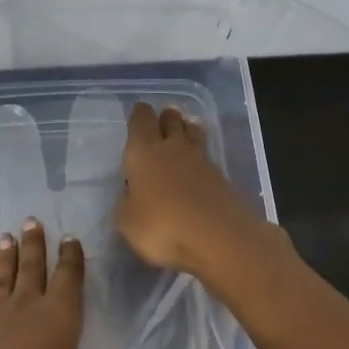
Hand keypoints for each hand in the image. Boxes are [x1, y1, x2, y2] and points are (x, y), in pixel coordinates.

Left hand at [0, 218, 92, 348]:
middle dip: (35, 243)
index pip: (69, 277)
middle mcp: (29, 304)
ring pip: (4, 276)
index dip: (71, 257)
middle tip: (31, 221)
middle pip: (33, 266)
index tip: (69, 238)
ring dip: (7, 257)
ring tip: (7, 237)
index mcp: (60, 315)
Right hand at [115, 103, 277, 282]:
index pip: (140, 122)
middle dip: (166, 117)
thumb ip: (127, 202)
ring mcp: (201, 161)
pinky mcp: (221, 178)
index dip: (139, 115)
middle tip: (164, 116)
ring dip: (187, 129)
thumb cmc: (161, 226)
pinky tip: (197, 165)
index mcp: (143, 152)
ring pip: (193, 134)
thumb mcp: (127, 221)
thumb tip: (132, 194)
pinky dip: (200, 156)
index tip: (139, 110)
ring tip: (184, 130)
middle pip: (171, 121)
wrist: (217, 237)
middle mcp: (172, 148)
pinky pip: (207, 157)